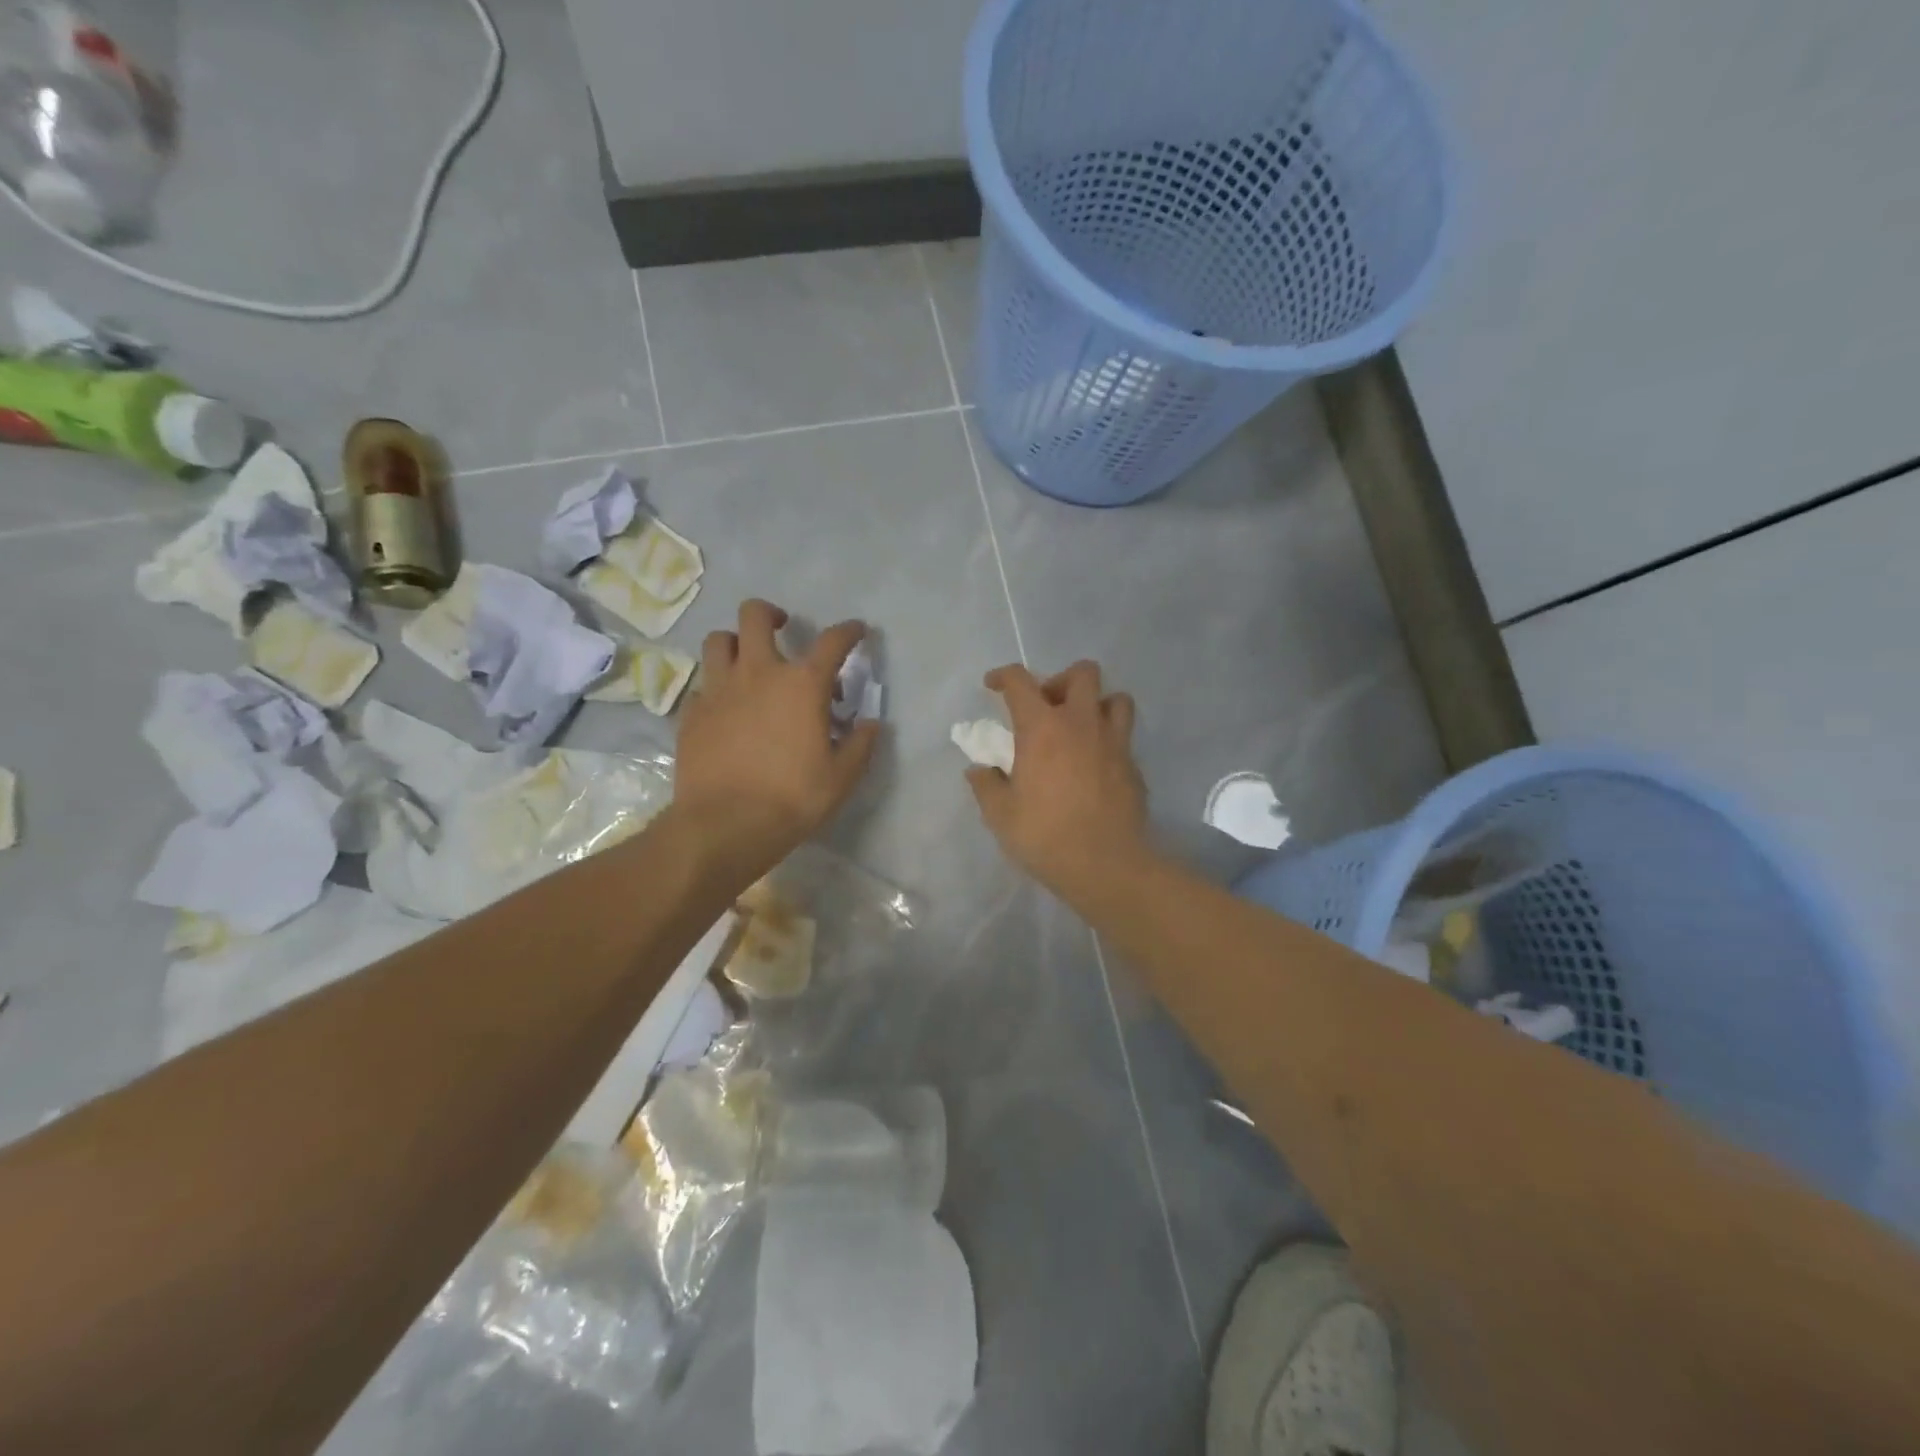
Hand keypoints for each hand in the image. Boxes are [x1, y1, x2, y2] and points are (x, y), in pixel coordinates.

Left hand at [672, 600, 880, 882]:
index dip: (849, 631)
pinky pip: (703, 685)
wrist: (725, 825)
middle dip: (771, 614)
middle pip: (755, 616)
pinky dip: (717, 688)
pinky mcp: (691, 713)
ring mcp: (718, 690)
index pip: (832, 641)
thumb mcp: (842, 777)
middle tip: (782, 628)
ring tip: (748, 663)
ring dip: (736, 643)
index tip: (857, 631)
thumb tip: (872, 724)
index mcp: (802, 684)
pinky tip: (726, 709)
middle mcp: (758, 673)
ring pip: (719, 641)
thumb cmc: (792, 798)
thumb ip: (860, 744)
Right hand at [966, 661, 1151, 909]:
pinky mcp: (1134, 765)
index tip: (994, 686)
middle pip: (1083, 673)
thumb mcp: (1000, 814)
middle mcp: (1081, 723)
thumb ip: (986, 785)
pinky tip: (1096, 767)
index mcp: (1042, 727)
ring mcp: (1114, 742)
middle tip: (1048, 708)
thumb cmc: (1044, 835)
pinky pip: (1124, 737)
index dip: (1003, 676)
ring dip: (1097, 705)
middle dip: (1062, 681)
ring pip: (1116, 698)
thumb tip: (978, 770)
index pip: (1020, 681)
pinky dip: (1109, 741)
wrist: (1105, 864)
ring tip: (1081, 730)